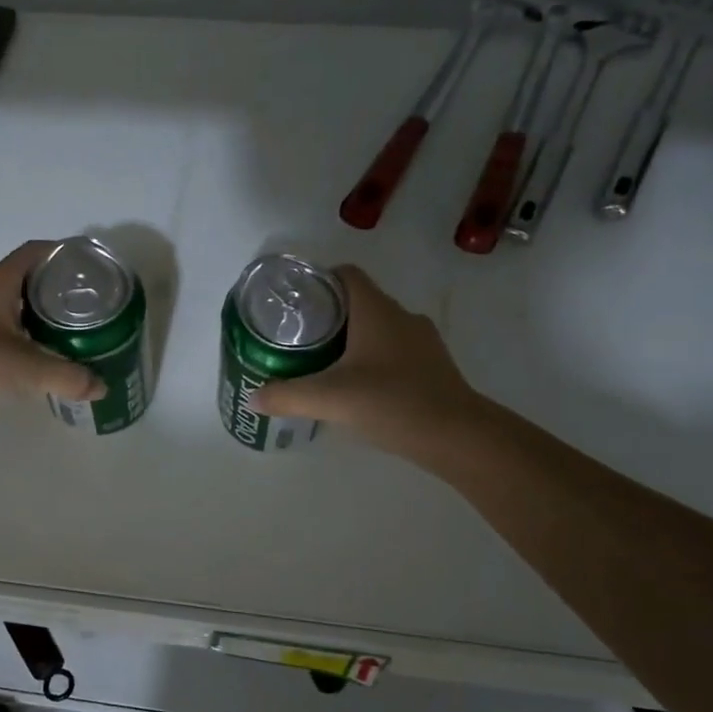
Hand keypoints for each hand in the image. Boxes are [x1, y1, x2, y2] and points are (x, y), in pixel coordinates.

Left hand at [0, 241, 105, 427]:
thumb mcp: (26, 368)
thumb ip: (67, 376)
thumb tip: (102, 387)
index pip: (35, 253)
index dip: (62, 253)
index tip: (89, 265)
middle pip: (28, 279)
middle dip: (58, 287)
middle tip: (89, 302)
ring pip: (15, 306)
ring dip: (41, 314)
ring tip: (73, 328)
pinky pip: (4, 330)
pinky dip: (25, 336)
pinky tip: (42, 354)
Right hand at [251, 266, 476, 456]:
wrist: (458, 436)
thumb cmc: (393, 403)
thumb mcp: (331, 399)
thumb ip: (288, 396)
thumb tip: (254, 397)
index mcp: (376, 311)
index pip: (345, 275)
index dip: (318, 281)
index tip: (294, 303)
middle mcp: (401, 316)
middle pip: (359, 301)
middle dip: (328, 315)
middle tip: (299, 338)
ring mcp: (421, 341)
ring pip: (378, 327)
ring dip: (351, 339)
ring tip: (323, 363)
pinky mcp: (432, 366)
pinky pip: (394, 350)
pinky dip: (373, 359)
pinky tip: (358, 387)